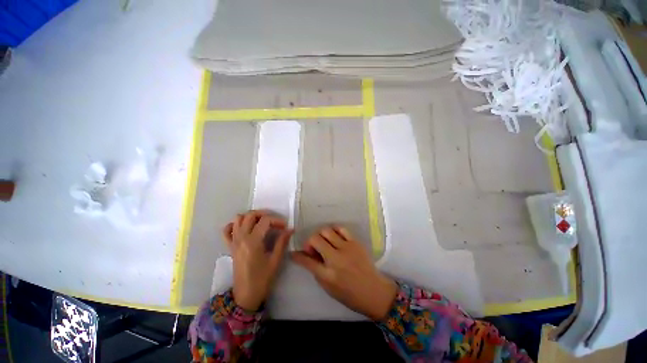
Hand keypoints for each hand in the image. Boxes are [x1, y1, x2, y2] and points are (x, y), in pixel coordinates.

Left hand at [223, 210, 292, 310]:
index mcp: (253, 242)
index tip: (285, 227)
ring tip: (261, 223)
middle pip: (250, 215)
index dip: (277, 221)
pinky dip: (234, 225)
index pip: (265, 221)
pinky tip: (245, 228)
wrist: (246, 296)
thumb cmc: (262, 279)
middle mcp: (241, 238)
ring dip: (250, 217)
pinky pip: (227, 231)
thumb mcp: (275, 261)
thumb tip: (290, 229)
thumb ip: (282, 242)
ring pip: (238, 219)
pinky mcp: (230, 247)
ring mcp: (234, 242)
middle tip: (274, 221)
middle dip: (264, 214)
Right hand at [291, 226, 396, 319]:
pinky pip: (341, 229)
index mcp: (328, 275)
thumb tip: (304, 257)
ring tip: (324, 242)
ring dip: (321, 235)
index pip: (307, 261)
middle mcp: (336, 259)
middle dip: (310, 242)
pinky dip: (333, 231)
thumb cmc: (350, 294)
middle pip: (315, 239)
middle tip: (313, 249)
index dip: (298, 255)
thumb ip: (316, 270)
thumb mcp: (329, 288)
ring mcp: (347, 248)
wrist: (374, 291)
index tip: (294, 252)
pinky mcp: (355, 242)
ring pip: (326, 231)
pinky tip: (334, 237)